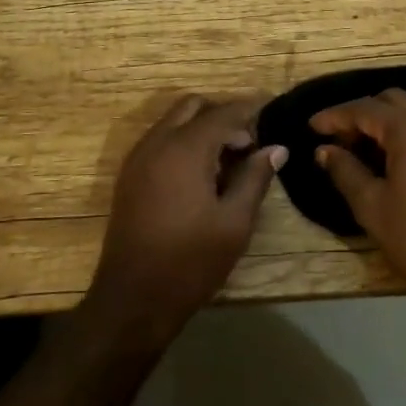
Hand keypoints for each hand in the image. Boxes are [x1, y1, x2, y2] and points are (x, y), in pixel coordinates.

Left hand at [87, 95, 286, 337]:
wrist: (133, 298)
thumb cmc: (191, 261)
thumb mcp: (235, 222)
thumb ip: (255, 178)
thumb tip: (275, 148)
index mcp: (184, 150)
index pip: (223, 113)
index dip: (250, 109)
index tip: (272, 108)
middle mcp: (157, 144)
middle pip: (193, 107)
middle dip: (223, 114)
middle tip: (250, 142)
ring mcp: (138, 159)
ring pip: (173, 122)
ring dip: (202, 128)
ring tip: (231, 160)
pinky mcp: (130, 177)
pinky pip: (160, 142)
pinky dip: (183, 143)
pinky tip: (203, 175)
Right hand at [310, 88, 405, 319]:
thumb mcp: (372, 207)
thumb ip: (345, 171)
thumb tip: (324, 150)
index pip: (363, 108)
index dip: (334, 116)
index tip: (310, 127)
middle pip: (391, 102)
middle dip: (360, 115)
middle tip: (337, 142)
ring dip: (383, 125)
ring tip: (358, 153)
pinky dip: (405, 136)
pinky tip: (390, 164)